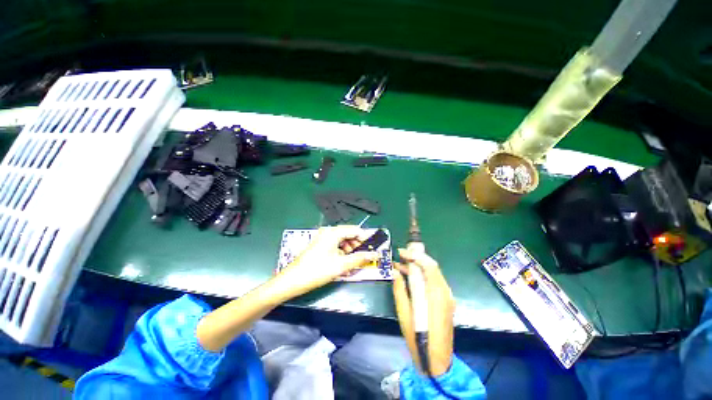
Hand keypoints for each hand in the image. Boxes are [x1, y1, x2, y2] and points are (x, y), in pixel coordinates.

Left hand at [277, 225, 378, 298]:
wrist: (292, 281)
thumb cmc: (317, 271)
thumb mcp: (341, 265)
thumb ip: (360, 258)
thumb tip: (375, 254)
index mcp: (333, 232)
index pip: (355, 230)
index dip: (365, 239)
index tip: (373, 248)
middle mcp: (328, 232)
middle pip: (349, 234)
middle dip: (357, 246)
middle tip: (364, 257)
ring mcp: (323, 238)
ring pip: (342, 240)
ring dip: (350, 250)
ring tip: (353, 263)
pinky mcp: (320, 245)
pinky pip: (335, 245)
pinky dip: (342, 253)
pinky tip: (344, 264)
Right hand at [393, 248, 454, 375]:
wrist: (437, 360)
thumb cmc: (418, 338)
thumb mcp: (404, 313)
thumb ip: (399, 289)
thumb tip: (395, 271)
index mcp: (436, 295)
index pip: (429, 266)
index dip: (415, 255)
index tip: (401, 252)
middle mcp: (445, 292)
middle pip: (432, 266)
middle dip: (416, 257)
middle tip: (401, 255)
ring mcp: (447, 296)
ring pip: (433, 273)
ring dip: (418, 266)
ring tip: (401, 264)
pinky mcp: (446, 301)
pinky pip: (433, 281)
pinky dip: (422, 275)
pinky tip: (409, 276)